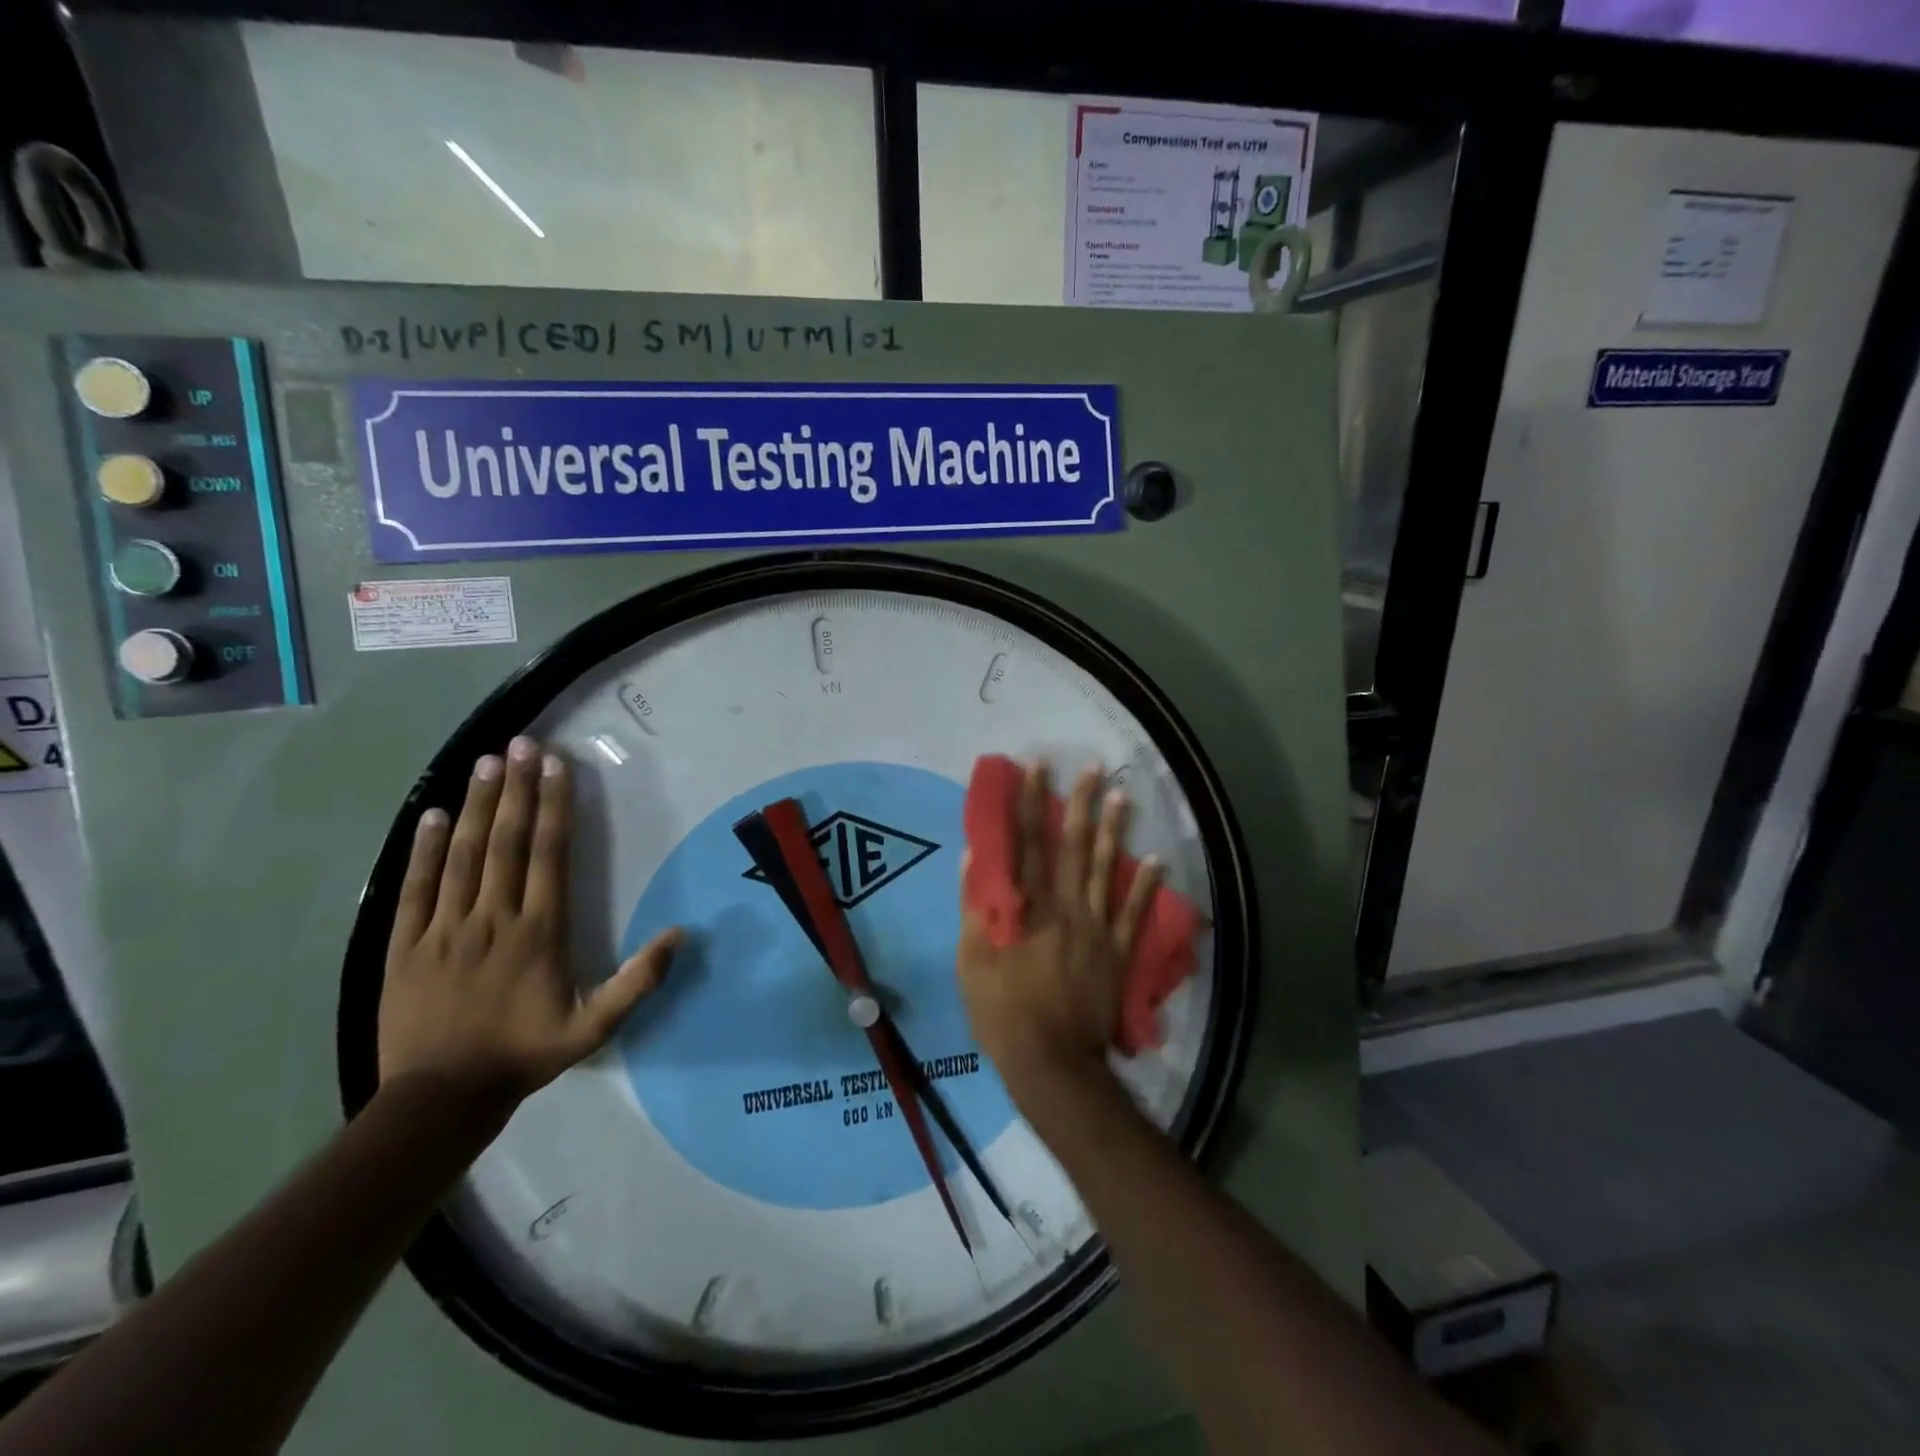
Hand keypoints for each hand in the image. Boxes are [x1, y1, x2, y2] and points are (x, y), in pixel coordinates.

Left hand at [379, 735, 681, 1107]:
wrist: (441, 1098)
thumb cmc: (524, 1054)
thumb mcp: (594, 1027)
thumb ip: (638, 981)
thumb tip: (680, 934)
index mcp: (539, 931)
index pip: (549, 855)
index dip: (553, 807)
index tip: (556, 766)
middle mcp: (493, 917)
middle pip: (506, 841)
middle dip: (517, 789)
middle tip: (522, 744)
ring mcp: (445, 928)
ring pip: (463, 855)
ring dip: (475, 805)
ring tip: (486, 763)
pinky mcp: (405, 944)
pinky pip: (416, 887)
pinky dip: (423, 849)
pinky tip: (431, 815)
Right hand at [957, 761, 1160, 1097]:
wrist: (1053, 1065)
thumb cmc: (1003, 1013)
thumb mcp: (972, 963)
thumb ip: (975, 908)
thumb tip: (974, 858)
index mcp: (1029, 908)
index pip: (1027, 843)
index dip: (1030, 802)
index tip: (1037, 767)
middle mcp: (1067, 908)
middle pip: (1074, 846)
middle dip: (1081, 804)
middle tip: (1093, 768)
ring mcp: (1098, 929)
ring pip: (1108, 870)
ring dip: (1115, 831)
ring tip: (1123, 796)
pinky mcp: (1118, 953)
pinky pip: (1135, 913)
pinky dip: (1146, 886)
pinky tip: (1157, 859)